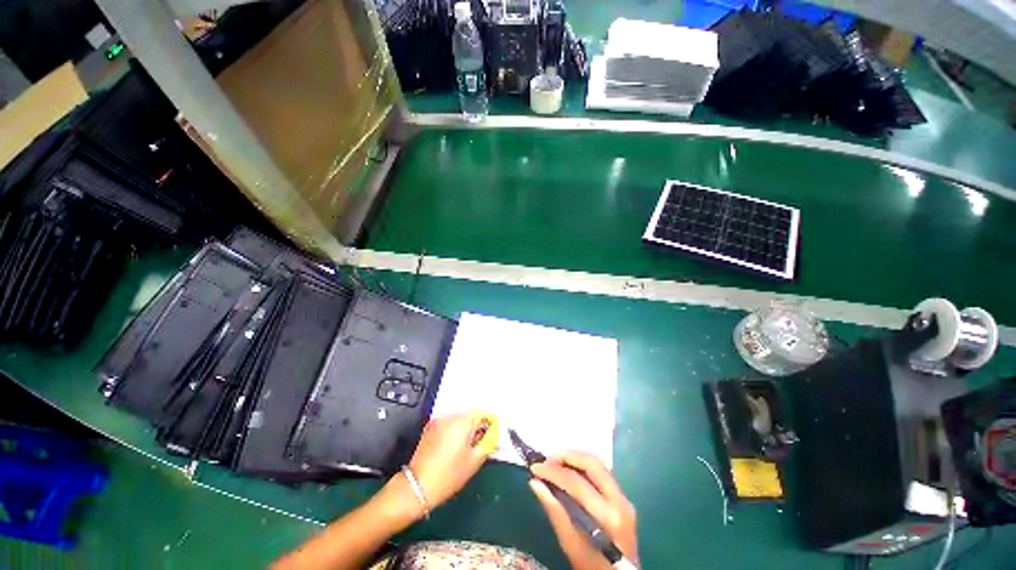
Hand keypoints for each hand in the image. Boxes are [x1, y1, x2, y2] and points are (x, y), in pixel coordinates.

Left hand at [407, 412, 493, 510]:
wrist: (417, 486)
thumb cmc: (449, 475)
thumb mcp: (475, 461)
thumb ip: (488, 442)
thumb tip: (495, 433)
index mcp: (463, 421)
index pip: (482, 411)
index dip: (489, 421)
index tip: (491, 434)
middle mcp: (450, 415)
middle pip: (470, 414)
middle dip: (477, 425)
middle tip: (479, 443)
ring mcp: (438, 420)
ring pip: (458, 418)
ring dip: (465, 427)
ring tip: (465, 447)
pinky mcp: (429, 427)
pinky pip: (447, 423)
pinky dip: (453, 430)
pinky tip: (452, 447)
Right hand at [529, 452, 638, 569]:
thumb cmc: (592, 566)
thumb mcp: (571, 544)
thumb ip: (554, 511)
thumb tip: (535, 483)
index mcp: (608, 517)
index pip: (577, 483)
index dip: (554, 471)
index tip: (535, 467)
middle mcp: (620, 501)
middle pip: (592, 464)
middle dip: (567, 457)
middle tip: (547, 461)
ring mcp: (624, 498)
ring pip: (599, 464)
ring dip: (576, 458)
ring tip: (555, 463)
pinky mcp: (623, 498)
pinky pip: (602, 473)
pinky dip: (584, 467)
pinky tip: (570, 471)